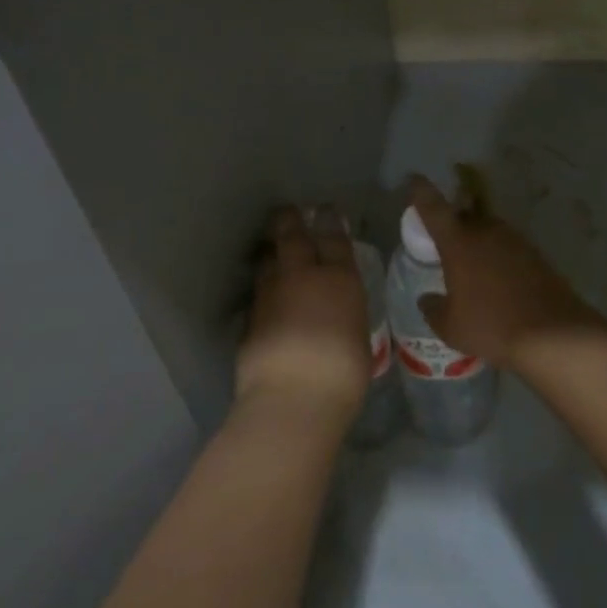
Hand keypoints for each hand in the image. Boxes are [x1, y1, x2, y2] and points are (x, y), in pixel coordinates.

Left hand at [236, 206, 369, 422]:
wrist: (293, 398)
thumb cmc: (343, 371)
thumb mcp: (358, 336)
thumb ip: (346, 315)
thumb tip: (339, 312)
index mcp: (339, 279)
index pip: (334, 239)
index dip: (330, 221)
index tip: (326, 209)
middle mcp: (302, 277)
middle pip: (293, 237)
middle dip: (290, 220)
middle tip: (288, 211)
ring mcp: (270, 296)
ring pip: (267, 262)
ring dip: (270, 252)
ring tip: (271, 249)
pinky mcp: (248, 319)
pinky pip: (257, 294)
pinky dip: (261, 289)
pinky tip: (264, 295)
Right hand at [406, 176, 605, 369]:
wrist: (551, 333)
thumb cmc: (490, 326)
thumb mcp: (450, 327)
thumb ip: (433, 309)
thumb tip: (426, 299)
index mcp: (458, 242)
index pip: (433, 207)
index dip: (421, 191)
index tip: (415, 179)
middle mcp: (486, 231)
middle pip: (464, 215)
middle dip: (453, 221)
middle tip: (445, 240)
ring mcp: (514, 239)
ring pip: (488, 230)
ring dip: (478, 240)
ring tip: (473, 266)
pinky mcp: (535, 253)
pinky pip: (508, 247)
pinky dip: (499, 257)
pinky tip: (499, 280)